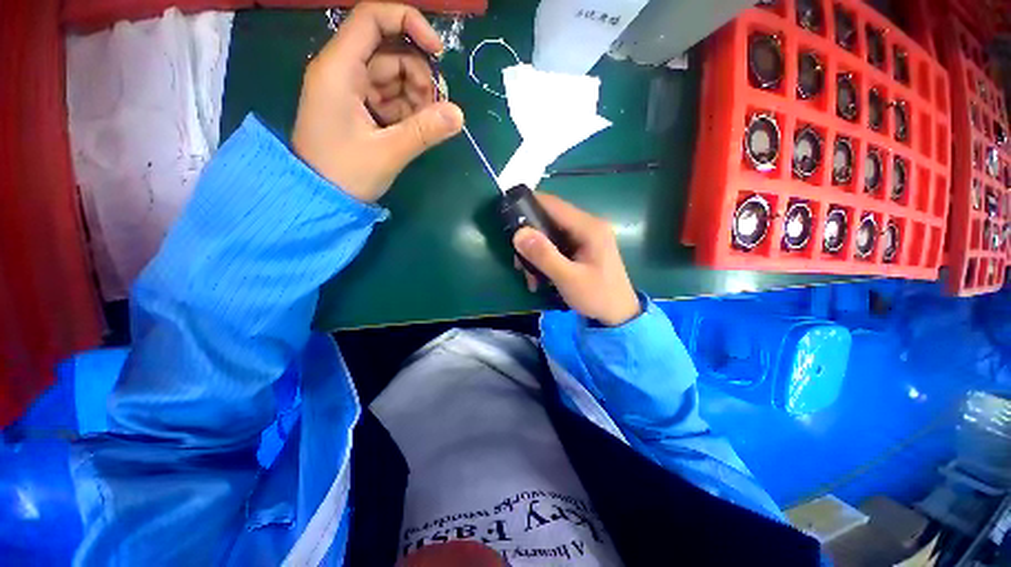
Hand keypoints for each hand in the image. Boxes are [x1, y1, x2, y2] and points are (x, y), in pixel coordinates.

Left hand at [292, 2, 463, 201]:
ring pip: (393, 76)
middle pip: (389, 51)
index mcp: (339, 70)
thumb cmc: (344, 174)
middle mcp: (342, 71)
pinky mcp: (357, 106)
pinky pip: (389, 96)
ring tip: (423, 126)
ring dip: (415, 97)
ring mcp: (350, 89)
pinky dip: (405, 109)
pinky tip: (411, 130)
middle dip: (418, 76)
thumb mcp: (388, 152)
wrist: (319, 198)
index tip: (438, 52)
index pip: (372, 18)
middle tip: (433, 111)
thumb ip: (424, 131)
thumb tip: (459, 115)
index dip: (408, 22)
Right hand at [512, 194, 640, 326]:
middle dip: (531, 240)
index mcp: (589, 227)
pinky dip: (545, 260)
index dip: (530, 205)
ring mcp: (586, 238)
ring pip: (551, 236)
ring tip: (529, 277)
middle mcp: (588, 226)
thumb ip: (544, 255)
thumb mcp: (568, 278)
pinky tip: (539, 279)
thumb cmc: (597, 296)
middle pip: (550, 221)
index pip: (554, 205)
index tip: (507, 215)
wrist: (619, 315)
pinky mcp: (582, 249)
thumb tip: (518, 234)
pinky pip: (557, 247)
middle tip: (518, 262)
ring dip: (536, 254)